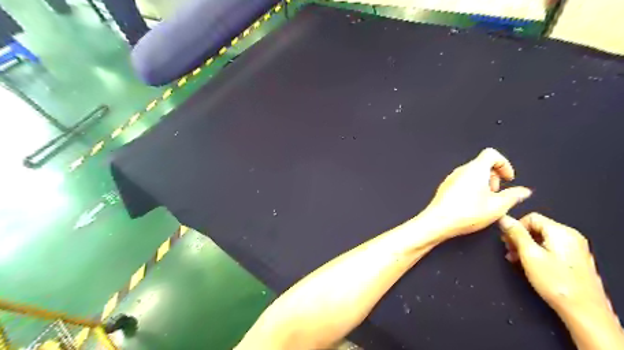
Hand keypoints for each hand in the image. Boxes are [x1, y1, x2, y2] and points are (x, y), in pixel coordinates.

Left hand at [427, 147, 533, 237]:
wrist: (438, 221)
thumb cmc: (466, 213)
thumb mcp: (498, 206)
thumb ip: (513, 196)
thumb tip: (523, 191)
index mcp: (475, 169)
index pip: (492, 154)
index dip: (504, 164)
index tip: (508, 179)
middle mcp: (461, 170)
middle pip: (482, 164)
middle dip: (494, 177)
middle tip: (497, 193)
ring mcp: (451, 178)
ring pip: (471, 174)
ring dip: (482, 184)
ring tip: (485, 202)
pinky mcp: (445, 187)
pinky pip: (461, 182)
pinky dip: (471, 188)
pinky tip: (472, 205)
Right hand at [501, 214, 612, 319]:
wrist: (583, 311)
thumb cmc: (557, 283)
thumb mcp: (529, 255)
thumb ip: (516, 234)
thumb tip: (504, 219)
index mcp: (561, 232)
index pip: (531, 217)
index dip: (515, 227)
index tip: (506, 239)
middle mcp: (570, 237)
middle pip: (536, 227)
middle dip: (519, 237)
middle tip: (509, 250)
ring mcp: (574, 248)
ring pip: (542, 238)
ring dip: (525, 246)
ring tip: (516, 259)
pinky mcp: (574, 259)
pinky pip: (550, 247)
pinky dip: (536, 252)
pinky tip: (528, 264)